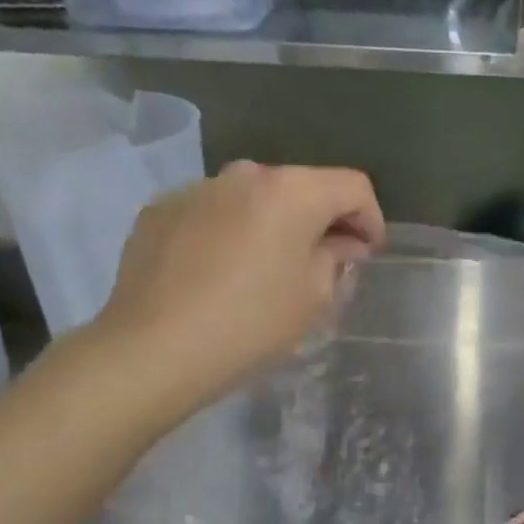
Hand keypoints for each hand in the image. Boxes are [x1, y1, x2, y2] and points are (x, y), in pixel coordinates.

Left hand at [91, 160, 384, 396]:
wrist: (153, 348)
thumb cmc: (250, 323)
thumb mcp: (313, 297)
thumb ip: (335, 259)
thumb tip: (340, 245)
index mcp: (292, 191)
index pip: (352, 187)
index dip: (371, 219)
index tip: (369, 253)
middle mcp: (244, 175)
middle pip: (300, 188)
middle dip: (320, 221)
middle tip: (324, 262)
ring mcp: (196, 189)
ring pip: (253, 199)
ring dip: (272, 225)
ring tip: (267, 269)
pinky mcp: (160, 211)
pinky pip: (212, 214)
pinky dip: (229, 233)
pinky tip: (220, 274)